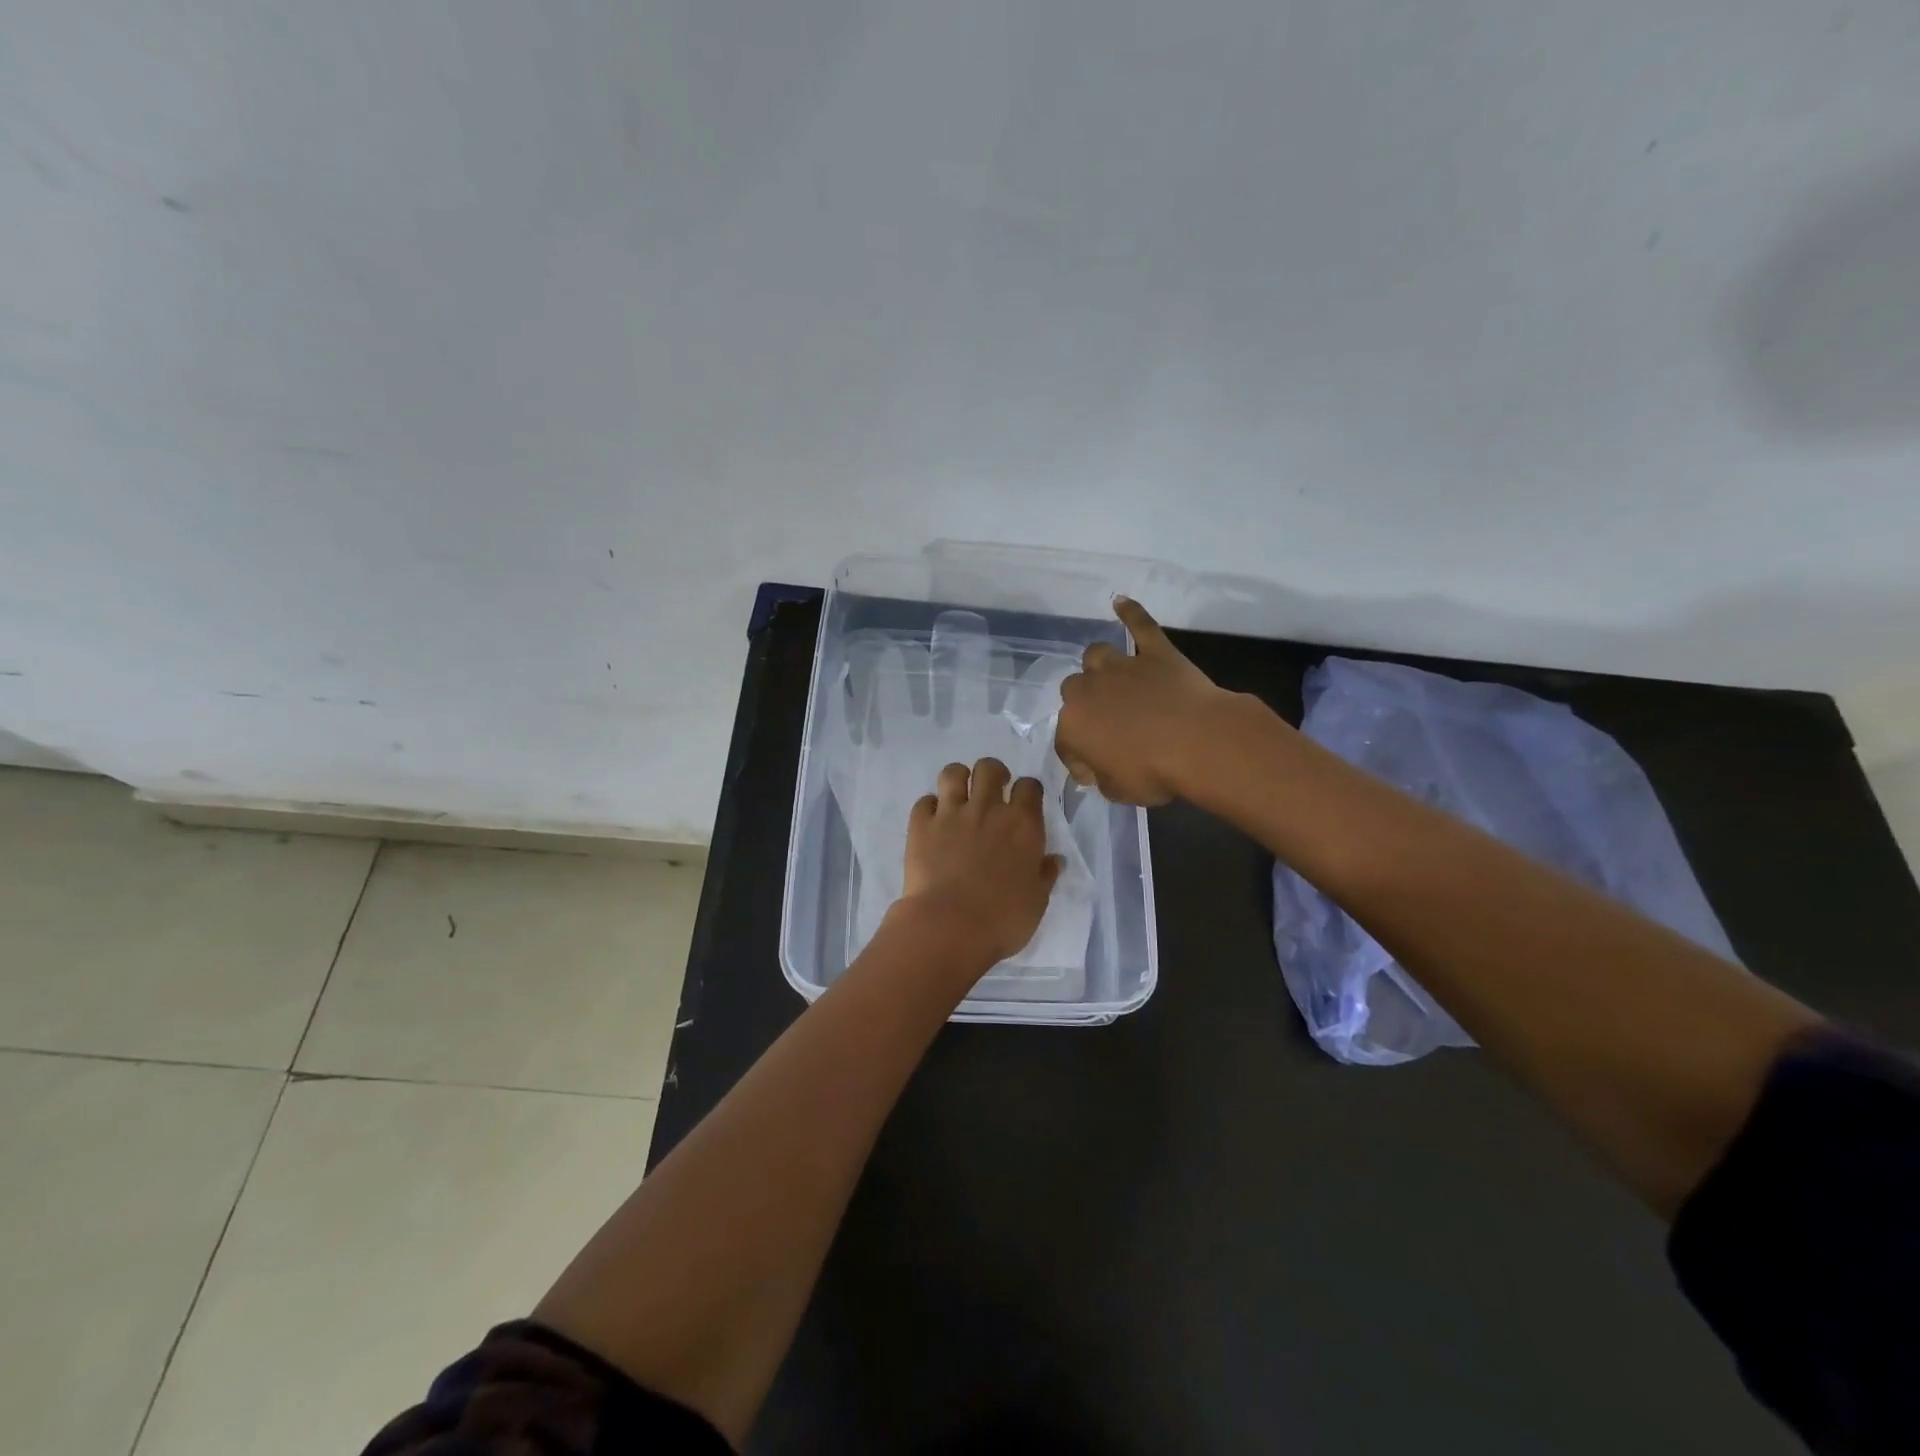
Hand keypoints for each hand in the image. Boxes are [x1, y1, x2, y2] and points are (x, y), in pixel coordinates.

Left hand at [897, 757, 1063, 967]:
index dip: (1027, 790)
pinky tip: (932, 821)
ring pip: (953, 773)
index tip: (1023, 802)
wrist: (949, 927)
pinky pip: (924, 801)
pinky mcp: (921, 825)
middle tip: (991, 791)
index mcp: (1023, 825)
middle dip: (992, 773)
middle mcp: (988, 809)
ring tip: (959, 795)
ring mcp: (951, 814)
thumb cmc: (1002, 919)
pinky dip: (929, 808)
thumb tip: (1055, 859)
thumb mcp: (1036, 902)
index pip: (1030, 786)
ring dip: (958, 779)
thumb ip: (1045, 875)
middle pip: (989, 768)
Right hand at [1056, 597, 1235, 804]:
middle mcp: (1088, 690)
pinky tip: (1121, 602)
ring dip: (1100, 667)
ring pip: (1097, 655)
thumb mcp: (1118, 791)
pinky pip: (1140, 625)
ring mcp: (1122, 667)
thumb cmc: (1153, 772)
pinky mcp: (1156, 653)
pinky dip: (1130, 613)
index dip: (1080, 759)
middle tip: (1107, 724)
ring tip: (1112, 680)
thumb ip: (1102, 777)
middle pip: (1074, 691)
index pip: (1066, 742)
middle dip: (1086, 706)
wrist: (1197, 742)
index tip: (1096, 771)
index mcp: (1072, 725)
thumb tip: (1099, 769)